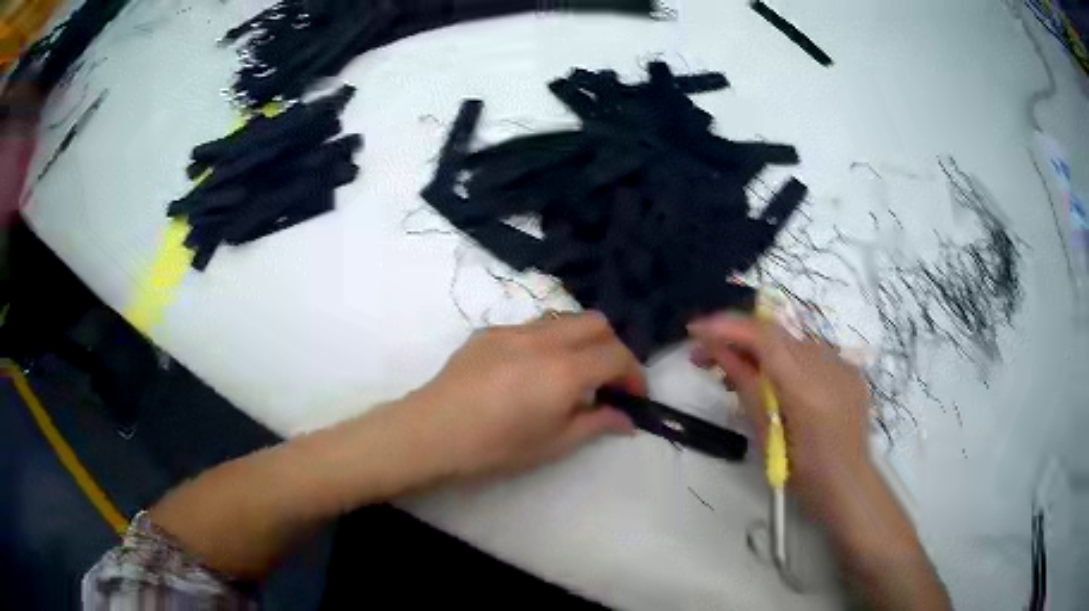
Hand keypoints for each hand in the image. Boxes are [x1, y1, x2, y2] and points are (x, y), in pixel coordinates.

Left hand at [405, 312, 644, 479]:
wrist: (432, 432)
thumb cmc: (496, 447)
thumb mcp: (554, 444)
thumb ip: (596, 424)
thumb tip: (626, 418)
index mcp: (564, 369)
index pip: (617, 355)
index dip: (634, 375)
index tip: (633, 398)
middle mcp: (543, 338)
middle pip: (597, 323)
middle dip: (612, 348)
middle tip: (606, 382)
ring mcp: (513, 330)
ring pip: (564, 320)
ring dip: (581, 342)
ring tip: (570, 376)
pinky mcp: (489, 331)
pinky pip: (533, 327)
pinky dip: (549, 342)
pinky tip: (532, 373)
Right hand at [687, 313, 871, 518]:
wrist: (848, 486)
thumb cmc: (803, 475)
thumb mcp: (768, 435)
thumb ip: (746, 386)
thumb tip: (719, 351)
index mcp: (806, 387)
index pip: (765, 337)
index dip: (728, 327)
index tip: (696, 330)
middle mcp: (828, 364)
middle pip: (776, 335)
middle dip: (737, 338)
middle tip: (703, 357)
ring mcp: (842, 365)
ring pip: (791, 343)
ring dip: (760, 351)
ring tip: (734, 371)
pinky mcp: (848, 370)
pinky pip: (810, 355)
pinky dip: (785, 361)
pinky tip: (773, 381)